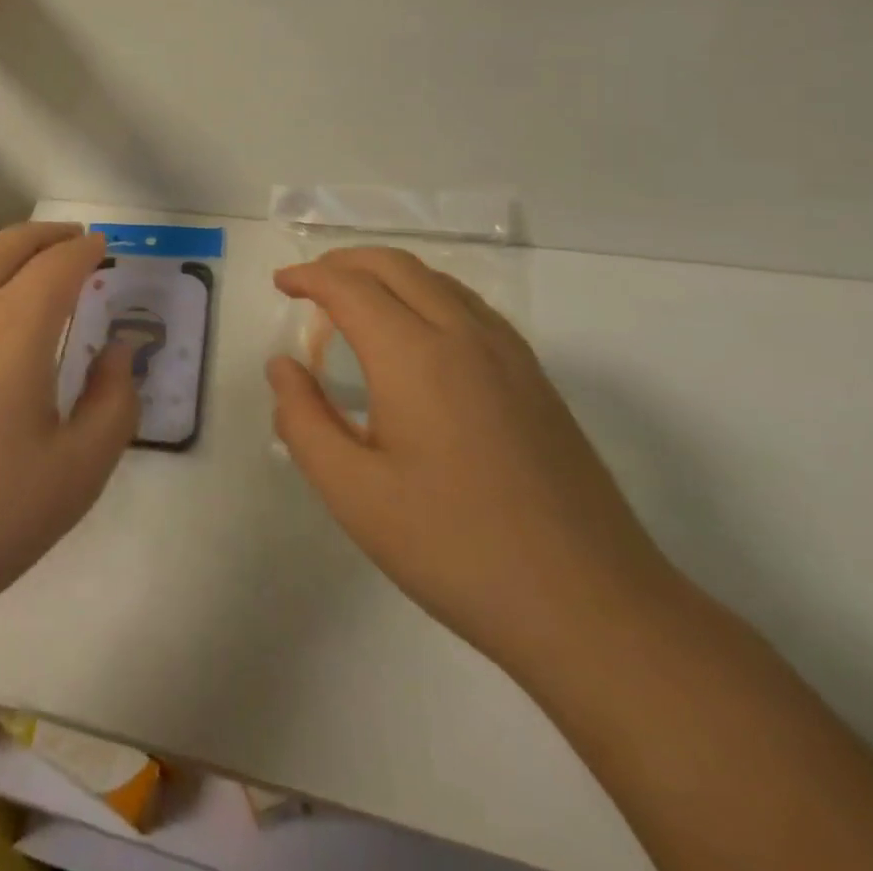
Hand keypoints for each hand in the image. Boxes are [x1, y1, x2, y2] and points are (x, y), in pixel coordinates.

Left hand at [0, 222, 137, 626]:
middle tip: (69, 237)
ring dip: (0, 247)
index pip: (56, 266)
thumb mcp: (77, 473)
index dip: (83, 251)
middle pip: (4, 246)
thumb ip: (113, 402)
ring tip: (24, 257)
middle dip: (42, 235)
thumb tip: (118, 352)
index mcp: (12, 329)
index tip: (101, 245)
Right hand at [268, 247, 676, 675]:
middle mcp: (464, 336)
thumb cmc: (456, 548)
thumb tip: (283, 367)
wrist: (593, 609)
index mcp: (415, 356)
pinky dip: (426, 294)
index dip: (308, 276)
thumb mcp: (353, 493)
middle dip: (344, 262)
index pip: (350, 287)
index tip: (279, 285)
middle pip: (396, 266)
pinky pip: (469, 307)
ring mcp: (509, 355)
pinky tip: (416, 334)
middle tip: (309, 284)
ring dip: (387, 274)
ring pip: (438, 280)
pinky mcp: (535, 380)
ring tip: (354, 301)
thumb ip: (304, 420)